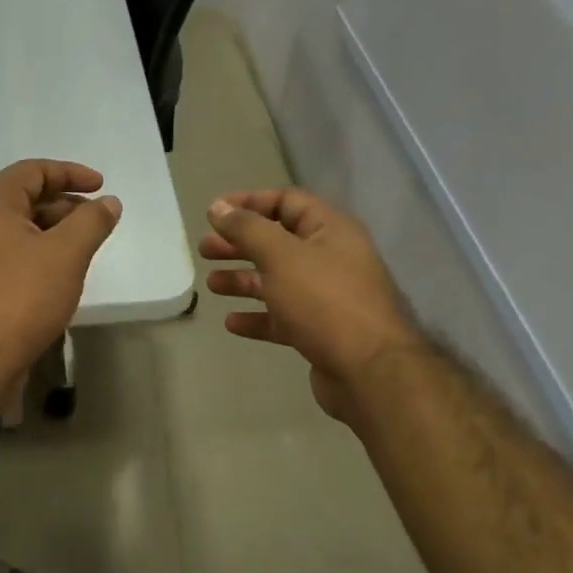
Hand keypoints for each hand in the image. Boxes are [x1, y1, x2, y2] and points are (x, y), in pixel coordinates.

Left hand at [0, 160, 122, 388]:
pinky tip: (61, 275)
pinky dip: (41, 255)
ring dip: (55, 232)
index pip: (32, 171)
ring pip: (21, 230)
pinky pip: (14, 256)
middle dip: (66, 204)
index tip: (101, 186)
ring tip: (86, 248)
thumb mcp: (66, 253)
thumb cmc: (21, 296)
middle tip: (98, 220)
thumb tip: (108, 202)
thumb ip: (91, 222)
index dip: (70, 173)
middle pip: (26, 199)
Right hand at [200, 189, 421, 423]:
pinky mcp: (320, 331)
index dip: (249, 203)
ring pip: (277, 280)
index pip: (287, 201)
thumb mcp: (281, 256)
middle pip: (277, 242)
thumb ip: (247, 229)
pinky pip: (282, 316)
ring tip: (211, 285)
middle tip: (204, 250)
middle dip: (239, 244)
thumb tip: (218, 207)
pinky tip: (232, 323)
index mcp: (330, 230)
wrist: (368, 370)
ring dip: (243, 280)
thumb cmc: (324, 301)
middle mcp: (331, 258)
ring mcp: (327, 297)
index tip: (214, 213)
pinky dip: (257, 316)